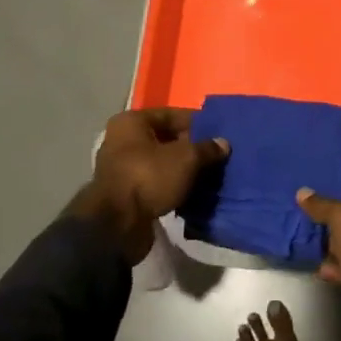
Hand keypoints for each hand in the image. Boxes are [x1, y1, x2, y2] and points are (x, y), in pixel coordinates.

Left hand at [76, 109, 228, 261]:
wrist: (117, 225)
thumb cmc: (149, 177)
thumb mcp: (186, 158)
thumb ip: (207, 148)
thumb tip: (223, 143)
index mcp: (131, 122)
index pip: (171, 114)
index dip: (197, 123)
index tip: (219, 133)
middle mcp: (122, 140)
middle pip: (165, 139)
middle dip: (191, 148)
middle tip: (216, 156)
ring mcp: (122, 168)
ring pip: (161, 163)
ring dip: (182, 170)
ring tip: (208, 176)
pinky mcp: (125, 194)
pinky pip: (155, 183)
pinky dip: (172, 186)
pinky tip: (193, 193)